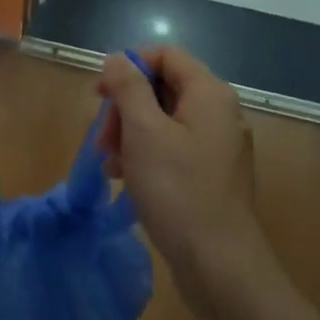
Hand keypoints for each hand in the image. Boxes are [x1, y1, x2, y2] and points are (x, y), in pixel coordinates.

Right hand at [97, 47, 267, 284]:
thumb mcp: (144, 132)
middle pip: (163, 87)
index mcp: (209, 94)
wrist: (219, 264)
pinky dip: (147, 154)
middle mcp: (219, 113)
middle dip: (126, 107)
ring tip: (110, 163)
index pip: (166, 55)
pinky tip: (127, 178)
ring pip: (164, 120)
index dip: (129, 66)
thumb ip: (128, 88)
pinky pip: (173, 148)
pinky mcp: (211, 174)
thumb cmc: (178, 191)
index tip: (100, 94)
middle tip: (103, 139)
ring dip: (131, 133)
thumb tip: (118, 58)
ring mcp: (218, 146)